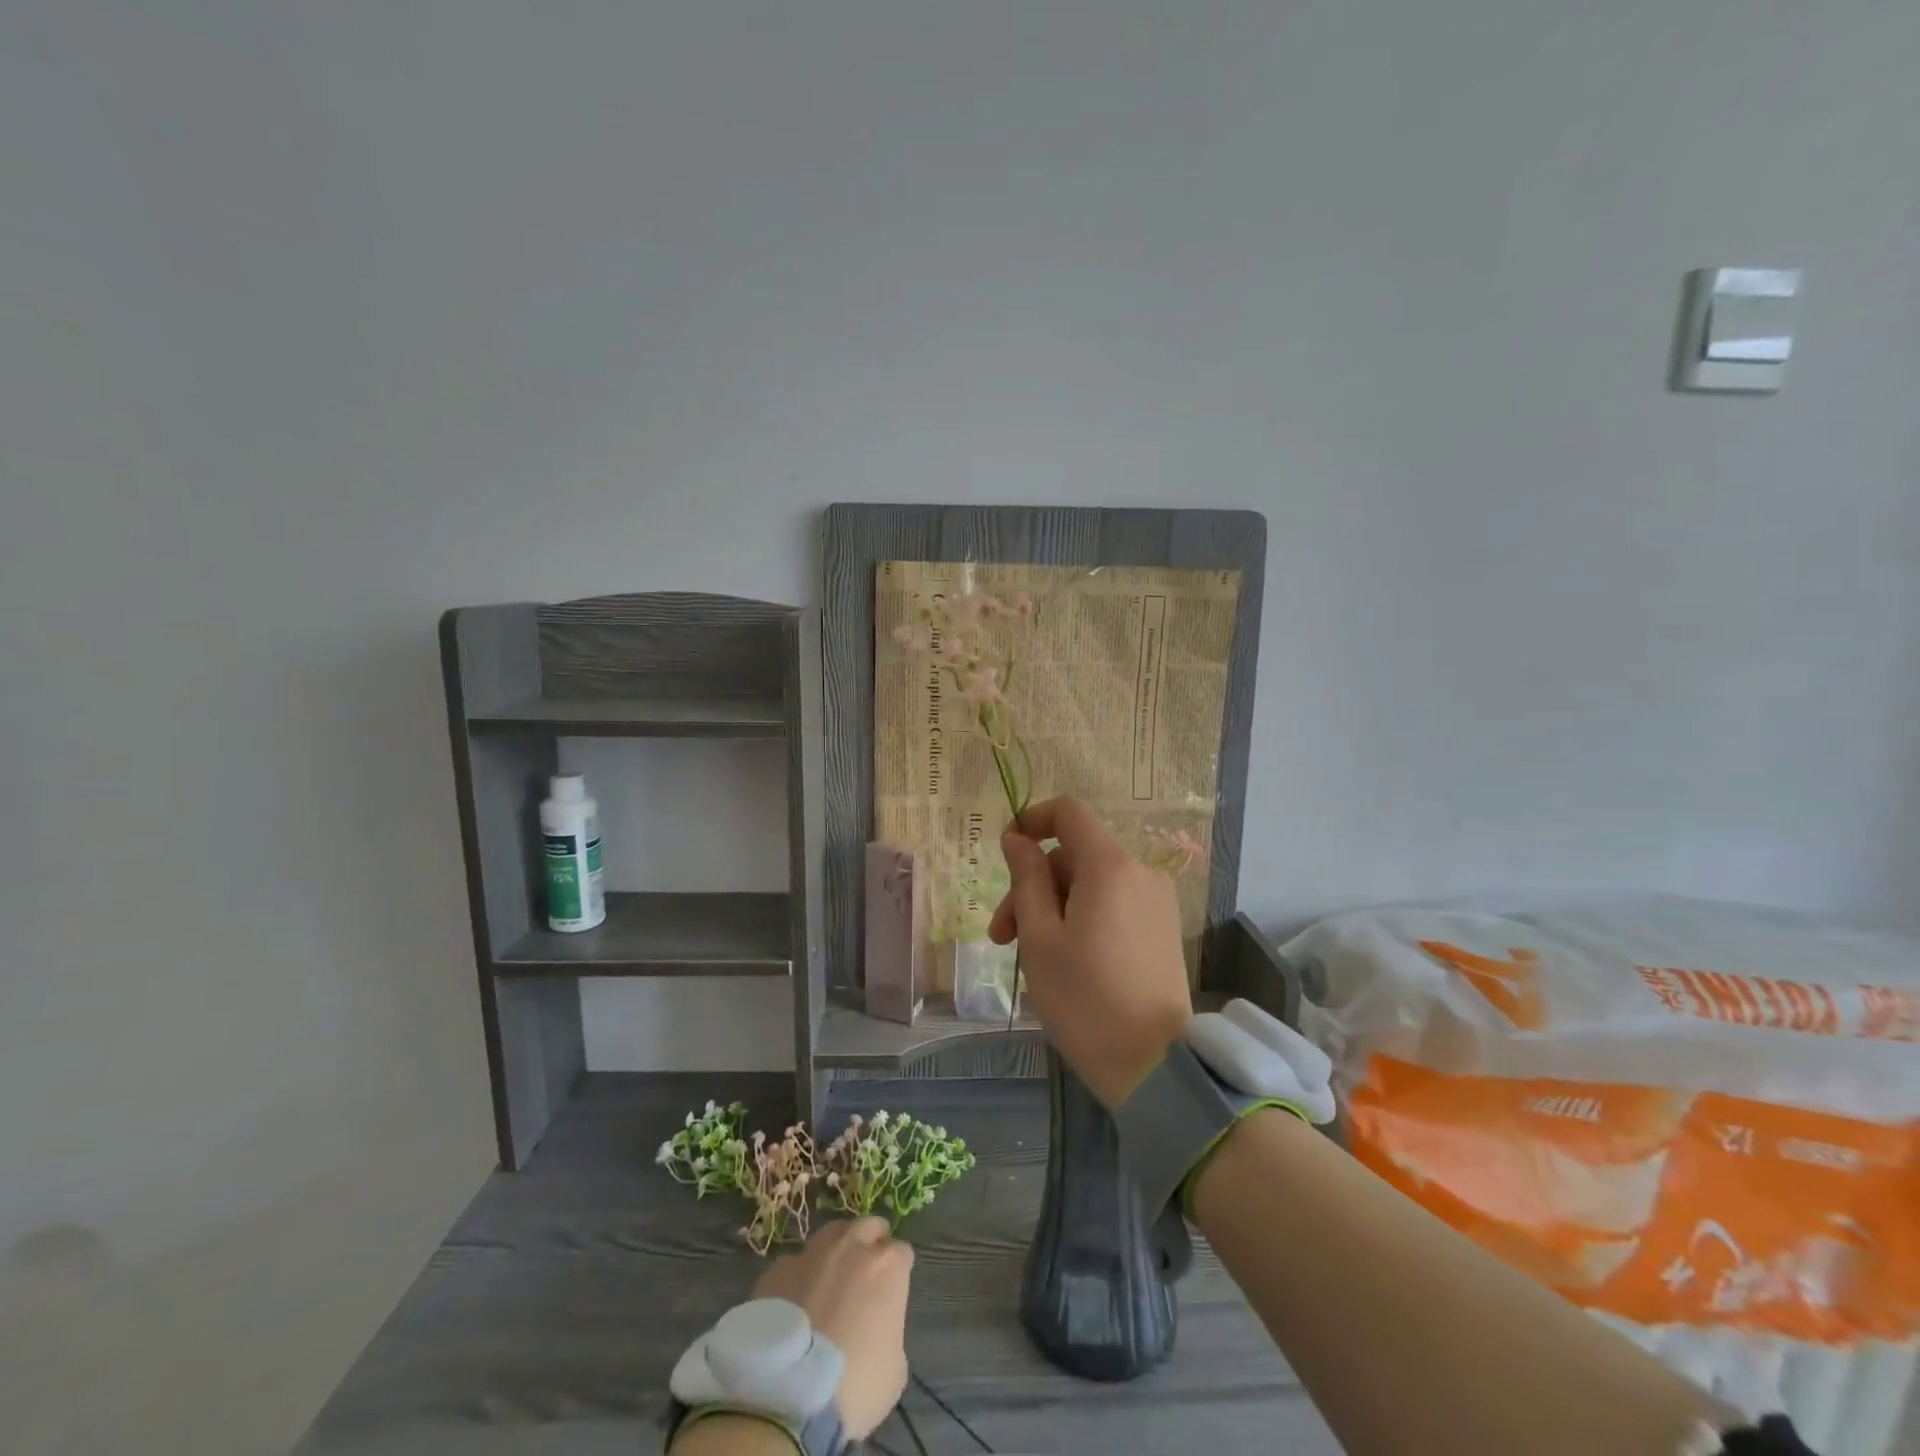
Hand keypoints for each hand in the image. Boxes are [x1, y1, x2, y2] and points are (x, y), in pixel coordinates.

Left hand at [752, 1216, 912, 1437]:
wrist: (788, 1395)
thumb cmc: (854, 1385)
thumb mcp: (894, 1369)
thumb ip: (890, 1331)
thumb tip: (876, 1327)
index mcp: (887, 1265)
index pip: (902, 1253)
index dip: (898, 1272)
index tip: (892, 1292)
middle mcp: (852, 1245)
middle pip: (868, 1227)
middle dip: (871, 1243)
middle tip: (865, 1274)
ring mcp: (812, 1252)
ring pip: (831, 1235)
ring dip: (836, 1251)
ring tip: (830, 1280)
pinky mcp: (778, 1268)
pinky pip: (795, 1264)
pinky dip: (800, 1277)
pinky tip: (795, 1302)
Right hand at [989, 796, 1193, 1106]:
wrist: (1156, 1066)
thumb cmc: (1085, 999)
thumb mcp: (1040, 937)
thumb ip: (1026, 879)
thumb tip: (1017, 839)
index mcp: (1109, 866)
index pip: (1069, 812)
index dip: (1033, 819)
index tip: (1007, 850)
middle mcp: (1139, 872)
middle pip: (1074, 856)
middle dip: (1033, 887)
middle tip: (1003, 938)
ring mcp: (1156, 902)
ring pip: (1091, 884)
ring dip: (1054, 908)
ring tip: (1028, 956)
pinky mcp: (1162, 929)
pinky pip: (1113, 904)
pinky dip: (1082, 918)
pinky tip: (1064, 960)